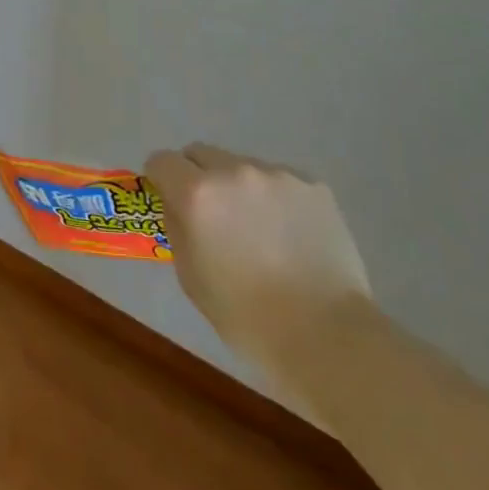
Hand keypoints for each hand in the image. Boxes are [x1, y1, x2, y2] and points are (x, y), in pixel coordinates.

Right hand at [146, 144, 372, 375]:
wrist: (328, 335)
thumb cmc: (247, 317)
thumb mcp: (191, 278)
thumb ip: (178, 229)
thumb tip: (177, 206)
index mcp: (197, 194)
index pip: (162, 161)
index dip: (160, 179)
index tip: (169, 199)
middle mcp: (234, 171)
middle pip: (201, 154)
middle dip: (198, 176)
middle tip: (213, 215)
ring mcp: (277, 175)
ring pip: (243, 167)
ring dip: (240, 188)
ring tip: (260, 230)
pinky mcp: (313, 186)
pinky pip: (281, 182)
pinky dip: (277, 200)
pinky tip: (292, 236)